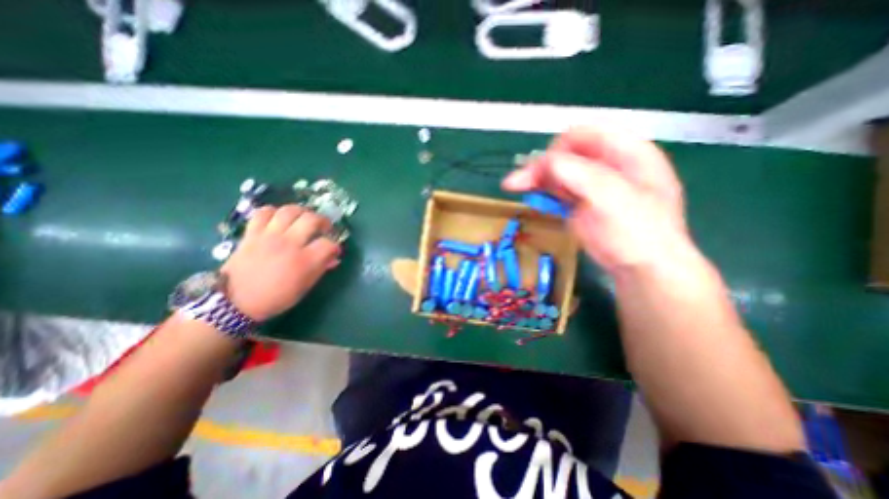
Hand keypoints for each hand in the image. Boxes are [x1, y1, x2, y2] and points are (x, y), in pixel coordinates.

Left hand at [225, 205, 341, 321]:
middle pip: (311, 219)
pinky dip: (273, 212)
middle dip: (323, 221)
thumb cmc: (276, 298)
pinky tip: (279, 218)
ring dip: (301, 212)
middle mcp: (288, 244)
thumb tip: (333, 258)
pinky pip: (263, 213)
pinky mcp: (252, 234)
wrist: (235, 303)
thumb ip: (320, 269)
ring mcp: (268, 237)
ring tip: (304, 218)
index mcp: (304, 261)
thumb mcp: (304, 287)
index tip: (334, 251)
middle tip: (324, 228)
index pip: (328, 244)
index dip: (335, 246)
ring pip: (288, 211)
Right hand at [503, 127, 689, 273]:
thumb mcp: (611, 198)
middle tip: (516, 183)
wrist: (640, 268)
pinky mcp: (580, 201)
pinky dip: (542, 189)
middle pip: (565, 153)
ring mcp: (591, 183)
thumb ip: (579, 175)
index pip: (583, 135)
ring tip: (514, 187)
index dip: (559, 149)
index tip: (542, 171)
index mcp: (625, 152)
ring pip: (557, 170)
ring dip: (536, 177)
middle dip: (540, 165)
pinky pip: (557, 188)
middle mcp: (606, 163)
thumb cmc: (636, 232)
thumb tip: (545, 163)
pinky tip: (530, 193)